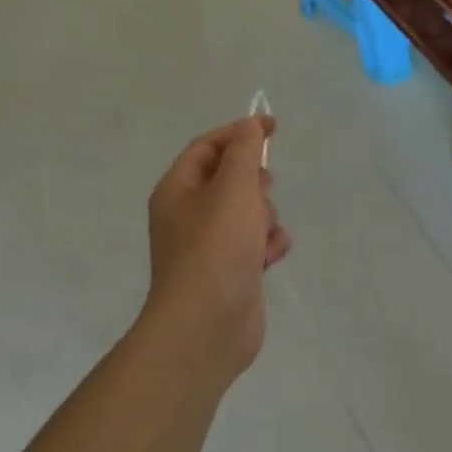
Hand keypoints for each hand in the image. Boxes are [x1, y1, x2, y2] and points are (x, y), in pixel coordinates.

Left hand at [142, 115, 290, 384]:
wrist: (206, 326)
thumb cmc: (216, 246)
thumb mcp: (233, 186)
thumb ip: (245, 149)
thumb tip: (250, 125)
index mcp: (178, 190)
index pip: (208, 146)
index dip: (239, 131)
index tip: (273, 127)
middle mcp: (189, 214)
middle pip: (231, 177)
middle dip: (255, 182)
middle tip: (261, 193)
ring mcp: (209, 245)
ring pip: (250, 210)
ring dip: (266, 216)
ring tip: (262, 235)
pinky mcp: (231, 270)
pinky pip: (257, 241)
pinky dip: (267, 244)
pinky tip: (269, 258)